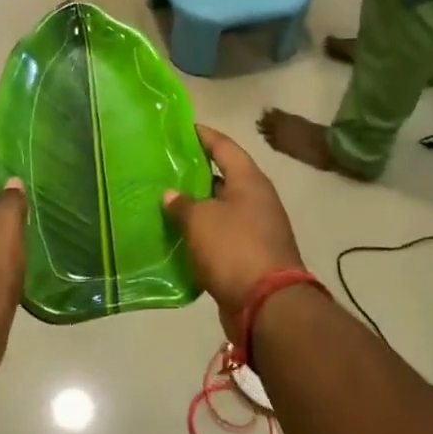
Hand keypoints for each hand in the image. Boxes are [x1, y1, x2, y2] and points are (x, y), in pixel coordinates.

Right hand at [164, 125, 303, 335]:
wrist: (267, 305)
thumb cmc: (234, 248)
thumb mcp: (200, 220)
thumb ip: (182, 204)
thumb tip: (170, 195)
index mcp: (249, 181)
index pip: (224, 146)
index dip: (203, 135)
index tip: (181, 128)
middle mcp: (257, 200)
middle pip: (223, 177)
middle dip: (196, 172)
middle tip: (165, 166)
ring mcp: (257, 229)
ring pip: (221, 208)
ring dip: (197, 205)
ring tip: (166, 200)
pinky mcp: (250, 256)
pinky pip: (222, 235)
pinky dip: (202, 233)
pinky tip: (178, 235)